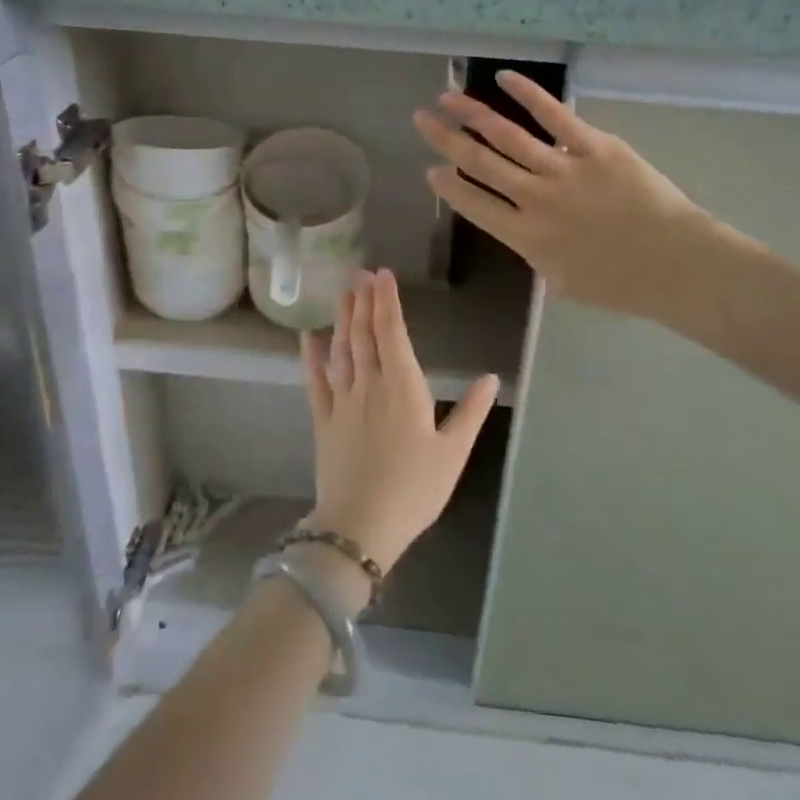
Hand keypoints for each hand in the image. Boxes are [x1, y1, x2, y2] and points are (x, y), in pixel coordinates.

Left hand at [300, 270, 498, 574]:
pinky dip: (311, 357)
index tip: (382, 275)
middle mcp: (369, 384)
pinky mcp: (323, 421)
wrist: (360, 526)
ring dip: (342, 320)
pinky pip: (315, 382)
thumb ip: (472, 412)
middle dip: (363, 301)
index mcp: (403, 386)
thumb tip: (491, 377)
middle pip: (364, 334)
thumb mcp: (453, 452)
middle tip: (359, 273)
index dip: (386, 301)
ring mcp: (342, 401)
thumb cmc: (415, 489)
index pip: (392, 332)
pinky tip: (308, 337)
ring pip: (341, 350)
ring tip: (343, 294)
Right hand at [413, 71, 756, 322]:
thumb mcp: (562, 282)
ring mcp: (563, 169)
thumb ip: (535, 253)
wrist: (675, 264)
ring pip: (506, 135)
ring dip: (472, 114)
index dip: (448, 186)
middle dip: (446, 139)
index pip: (473, 204)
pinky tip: (504, 78)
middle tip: (421, 120)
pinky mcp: (594, 147)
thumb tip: (523, 228)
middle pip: (479, 162)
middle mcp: (534, 199)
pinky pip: (554, 115)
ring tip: (447, 97)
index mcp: (524, 236)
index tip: (431, 169)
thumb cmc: (621, 284)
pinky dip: (527, 94)